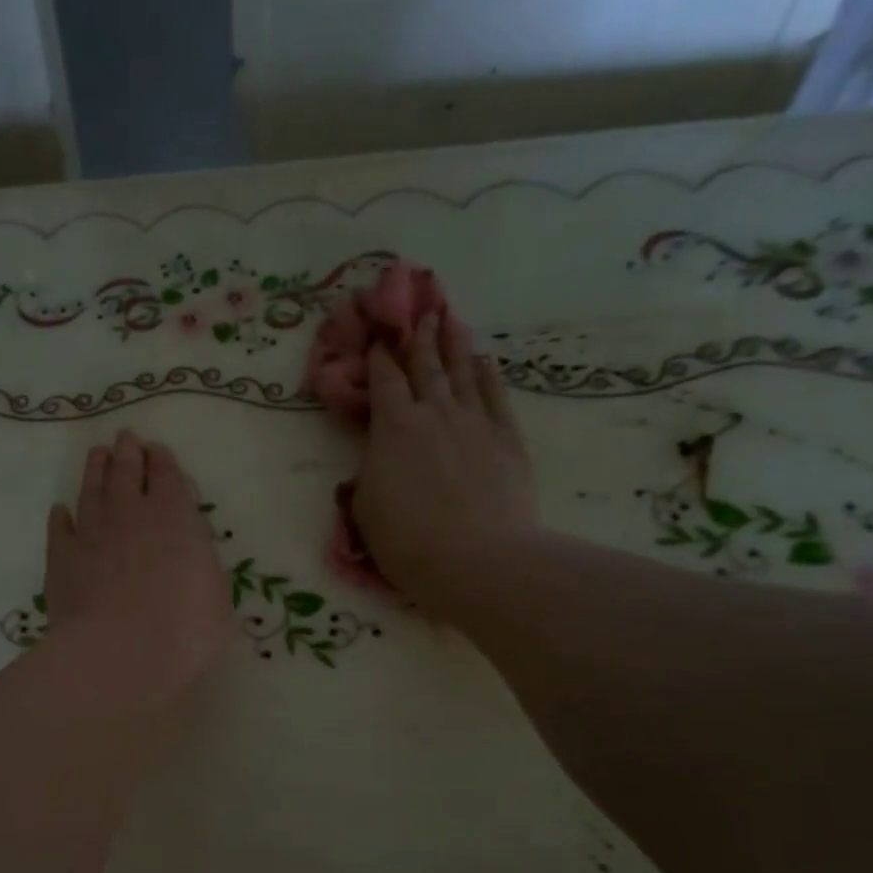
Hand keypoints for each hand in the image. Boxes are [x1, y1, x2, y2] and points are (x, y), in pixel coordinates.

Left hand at [44, 431, 233, 706]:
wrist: (118, 654)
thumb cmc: (184, 630)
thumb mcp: (216, 597)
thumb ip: (201, 566)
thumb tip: (190, 556)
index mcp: (175, 517)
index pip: (167, 476)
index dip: (161, 460)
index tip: (155, 449)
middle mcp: (130, 514)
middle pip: (126, 472)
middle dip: (127, 452)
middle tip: (125, 438)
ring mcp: (91, 533)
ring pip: (92, 490)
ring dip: (95, 470)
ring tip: (97, 454)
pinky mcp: (60, 559)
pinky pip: (59, 528)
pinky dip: (61, 517)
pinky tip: (61, 511)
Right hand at [351, 313, 537, 612]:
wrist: (476, 559)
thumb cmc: (406, 539)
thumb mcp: (365, 509)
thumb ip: (368, 477)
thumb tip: (373, 465)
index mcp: (393, 428)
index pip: (384, 381)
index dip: (379, 358)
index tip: (377, 340)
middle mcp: (434, 413)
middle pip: (426, 367)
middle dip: (419, 340)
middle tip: (420, 314)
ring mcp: (475, 422)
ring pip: (463, 373)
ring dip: (455, 345)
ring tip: (451, 320)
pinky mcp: (507, 439)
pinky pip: (495, 397)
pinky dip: (489, 376)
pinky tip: (487, 363)